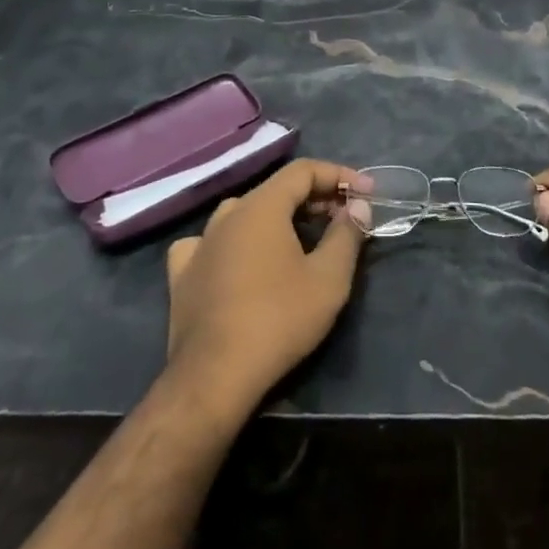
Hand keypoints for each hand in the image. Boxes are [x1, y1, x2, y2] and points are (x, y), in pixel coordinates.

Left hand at [163, 159, 370, 422]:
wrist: (214, 377)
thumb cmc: (278, 321)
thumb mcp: (329, 278)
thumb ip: (346, 234)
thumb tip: (357, 206)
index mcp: (261, 207)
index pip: (303, 171)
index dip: (338, 175)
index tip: (366, 193)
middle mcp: (227, 214)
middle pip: (276, 190)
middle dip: (315, 197)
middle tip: (344, 218)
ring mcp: (199, 243)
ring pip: (244, 213)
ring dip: (277, 217)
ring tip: (301, 237)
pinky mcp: (182, 274)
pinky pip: (211, 243)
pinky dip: (234, 242)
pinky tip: (239, 259)